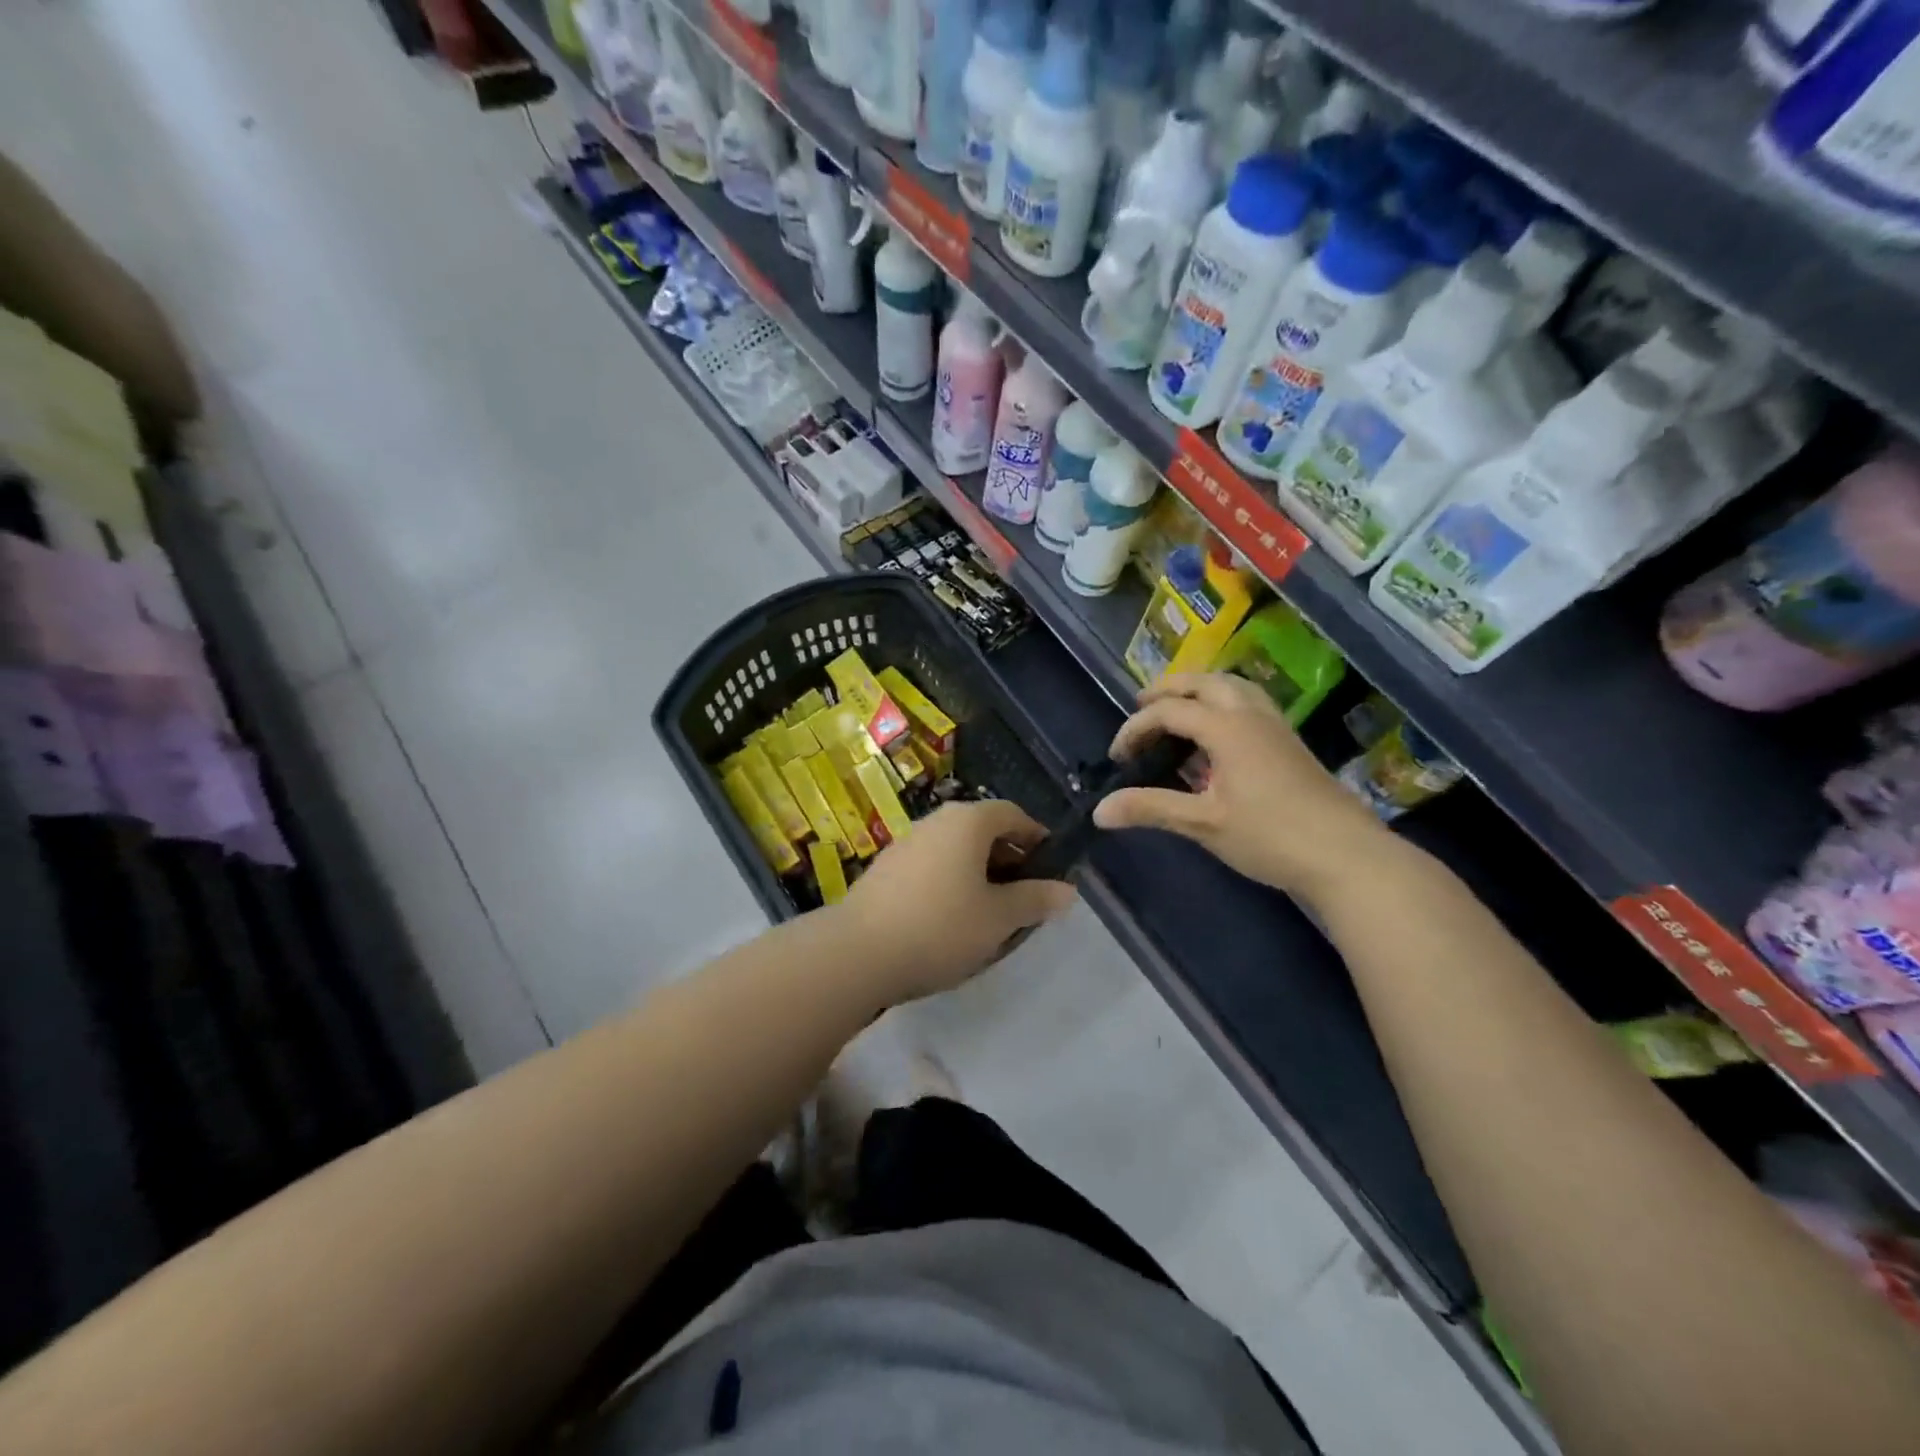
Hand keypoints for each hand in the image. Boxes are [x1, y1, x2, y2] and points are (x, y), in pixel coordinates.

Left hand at [838, 799, 1076, 1001]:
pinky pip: (931, 864)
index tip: (1051, 869)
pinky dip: (950, 881)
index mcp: (968, 821)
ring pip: (955, 848)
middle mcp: (936, 821)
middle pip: (983, 829)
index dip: (1037, 838)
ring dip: (978, 872)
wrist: (858, 952)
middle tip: (1024, 895)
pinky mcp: (886, 868)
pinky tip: (950, 918)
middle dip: (1009, 858)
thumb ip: (1035, 900)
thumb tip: (1067, 891)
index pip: (1013, 814)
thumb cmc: (941, 927)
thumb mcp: (998, 918)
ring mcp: (906, 842)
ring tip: (990, 912)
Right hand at [1093, 673, 1388, 902]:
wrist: (1347, 856)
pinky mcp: (1290, 744)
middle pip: (1205, 682)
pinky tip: (1217, 738)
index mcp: (1227, 727)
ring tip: (1177, 711)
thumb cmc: (1270, 836)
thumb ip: (1150, 808)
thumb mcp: (1203, 823)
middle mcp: (1251, 715)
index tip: (1117, 756)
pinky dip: (1222, 705)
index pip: (1169, 711)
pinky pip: (1249, 705)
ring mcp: (1276, 727)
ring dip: (1200, 691)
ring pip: (1233, 688)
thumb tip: (1098, 809)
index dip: (1136, 727)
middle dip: (1168, 688)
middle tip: (1141, 705)